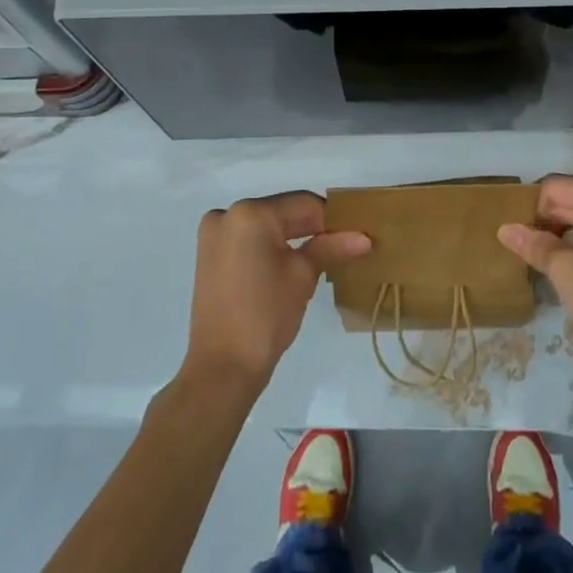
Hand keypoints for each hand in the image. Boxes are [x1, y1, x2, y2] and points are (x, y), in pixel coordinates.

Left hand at [180, 191, 370, 398]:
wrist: (221, 369)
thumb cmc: (266, 316)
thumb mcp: (303, 277)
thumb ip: (331, 248)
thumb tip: (363, 238)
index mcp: (251, 213)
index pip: (303, 204)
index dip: (332, 219)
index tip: (354, 234)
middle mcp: (228, 213)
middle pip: (282, 212)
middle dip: (312, 228)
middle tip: (341, 246)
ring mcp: (214, 233)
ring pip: (265, 225)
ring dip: (291, 237)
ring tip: (319, 257)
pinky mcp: (209, 253)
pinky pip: (248, 239)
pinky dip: (269, 246)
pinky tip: (289, 263)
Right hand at [498, 176, 572, 379]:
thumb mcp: (565, 271)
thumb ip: (534, 244)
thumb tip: (505, 229)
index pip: (556, 187)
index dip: (531, 207)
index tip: (517, 235)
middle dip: (546, 221)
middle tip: (523, 248)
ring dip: (563, 234)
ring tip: (542, 259)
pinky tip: (569, 268)